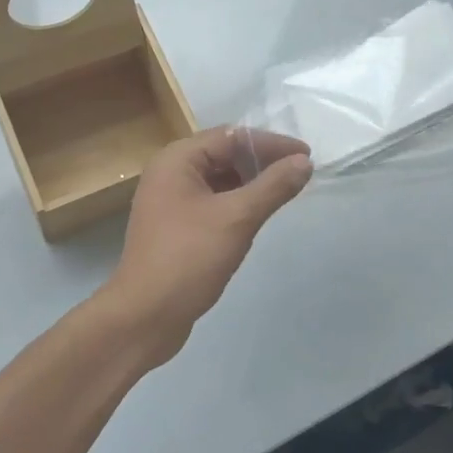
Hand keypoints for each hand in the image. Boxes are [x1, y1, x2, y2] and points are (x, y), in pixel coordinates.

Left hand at [98, 128, 312, 368]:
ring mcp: (169, 200)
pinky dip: (236, 202)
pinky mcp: (174, 226)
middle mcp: (169, 172)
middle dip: (262, 161)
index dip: (271, 144)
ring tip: (284, 192)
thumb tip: (304, 162)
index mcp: (176, 160)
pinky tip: (257, 215)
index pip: (231, 136)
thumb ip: (273, 187)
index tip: (307, 156)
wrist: (145, 316)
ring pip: (218, 179)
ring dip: (250, 182)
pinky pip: (211, 201)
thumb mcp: (237, 218)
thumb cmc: (189, 258)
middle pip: (223, 154)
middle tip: (299, 174)